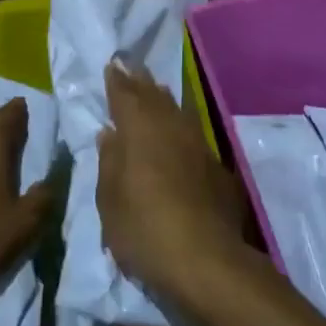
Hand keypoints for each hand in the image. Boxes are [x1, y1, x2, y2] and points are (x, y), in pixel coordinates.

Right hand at [98, 61, 249, 312]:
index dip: (117, 81)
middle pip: (154, 96)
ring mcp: (198, 145)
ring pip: (177, 110)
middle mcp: (170, 128)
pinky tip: (178, 130)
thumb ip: (109, 163)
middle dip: (140, 81)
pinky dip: (180, 123)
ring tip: (154, 89)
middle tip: (131, 67)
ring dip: (163, 98)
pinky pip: (192, 131)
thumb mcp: (110, 203)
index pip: (125, 95)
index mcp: (139, 131)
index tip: (112, 65)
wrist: (207, 261)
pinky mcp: (216, 166)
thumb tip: (110, 134)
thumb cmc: (145, 231)